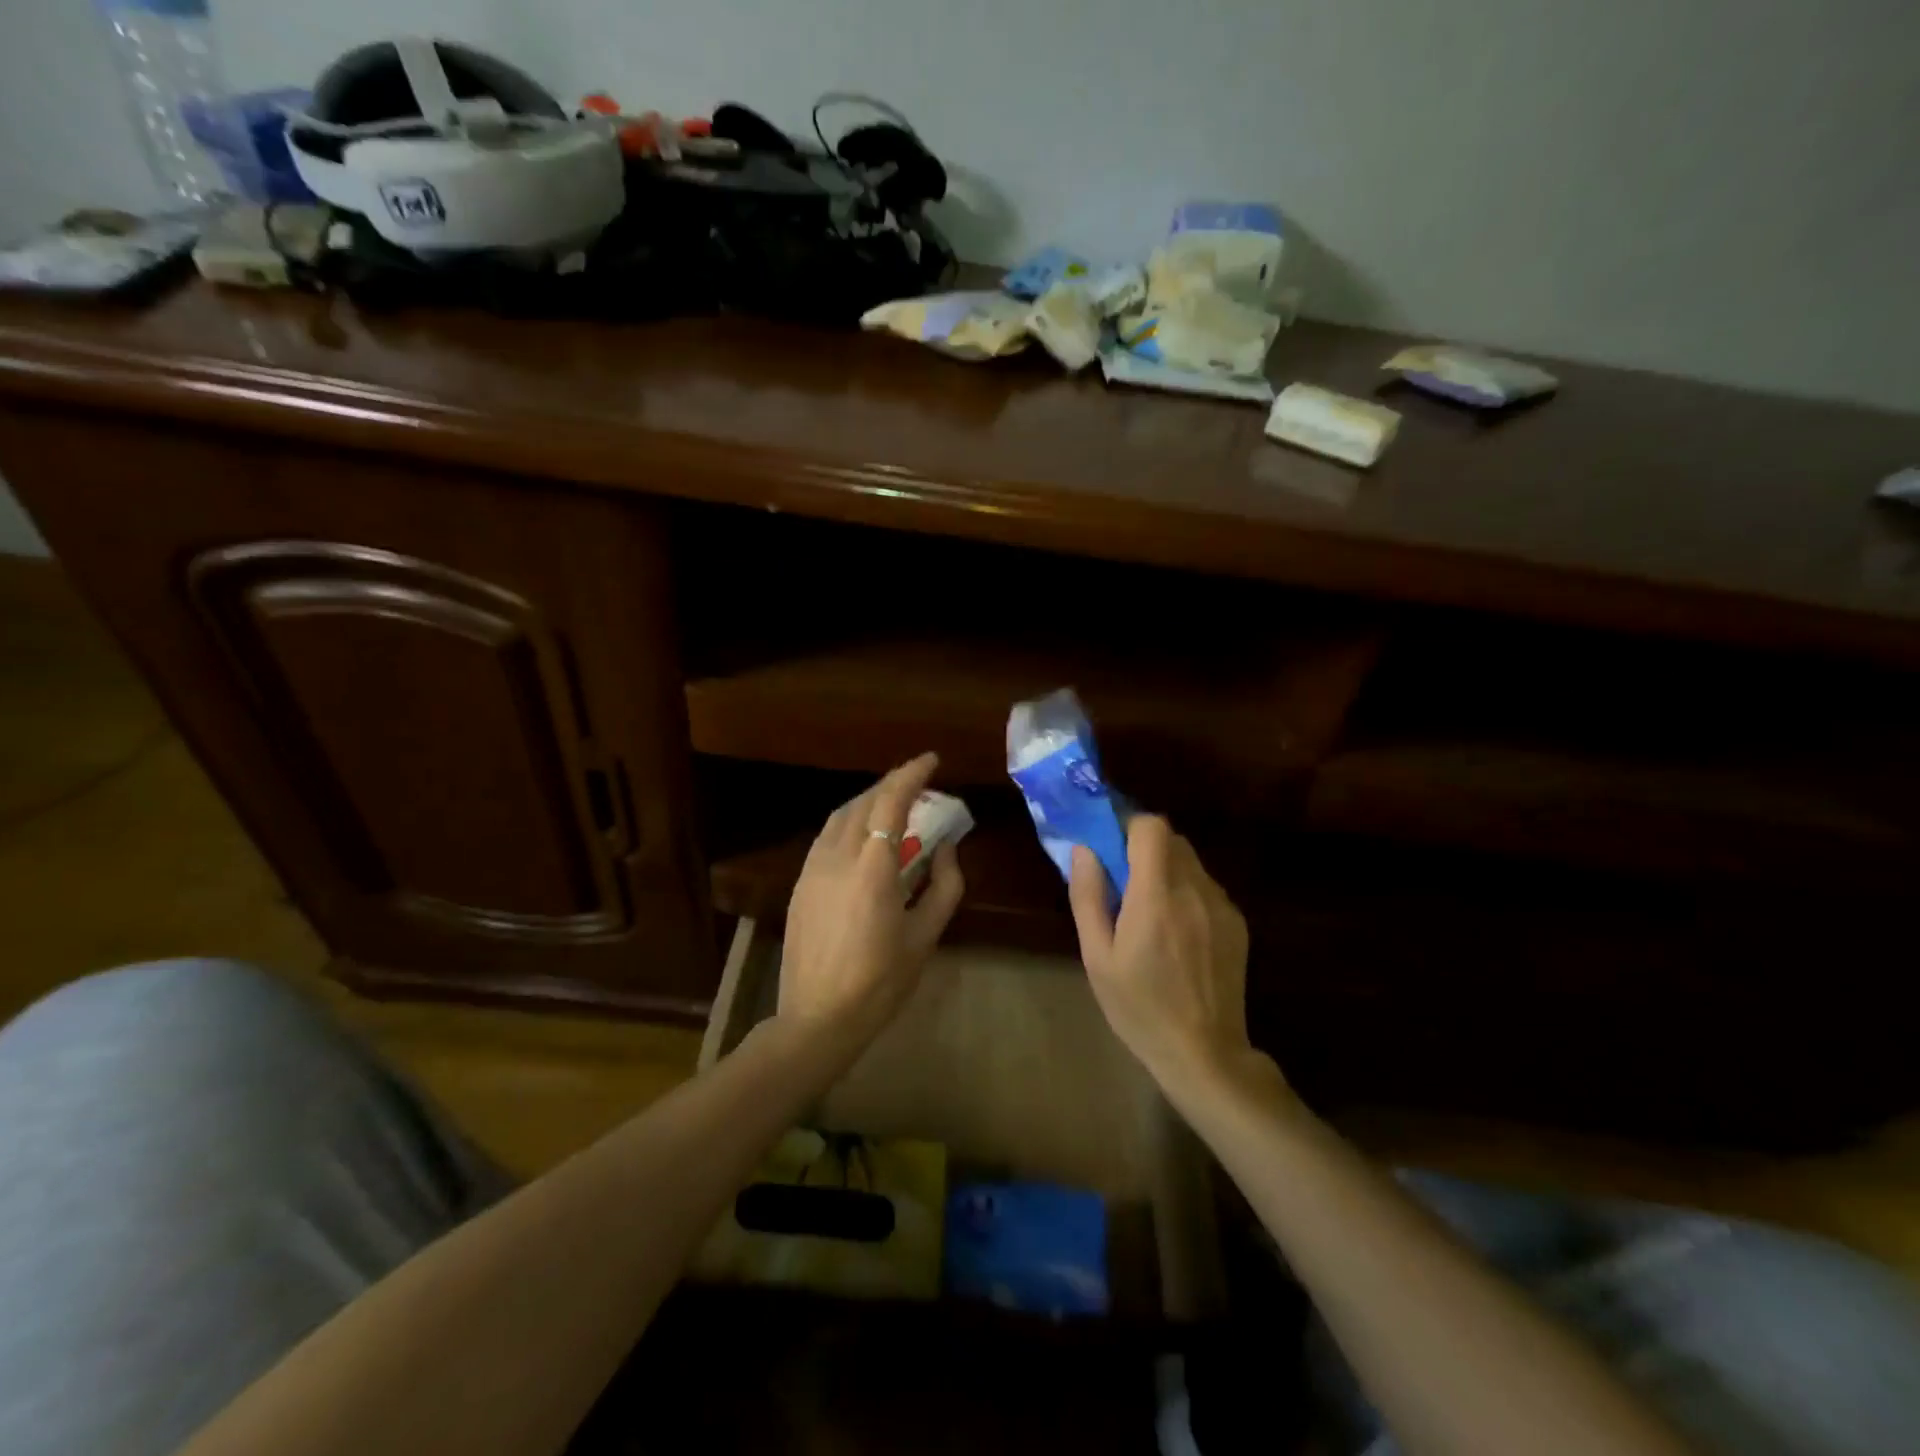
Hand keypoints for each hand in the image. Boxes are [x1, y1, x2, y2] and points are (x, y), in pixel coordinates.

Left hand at [777, 752, 965, 1049]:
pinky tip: (864, 836)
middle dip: (892, 784)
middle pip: (863, 801)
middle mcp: (836, 857)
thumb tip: (946, 848)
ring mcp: (812, 868)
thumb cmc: (880, 982)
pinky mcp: (800, 883)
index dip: (911, 774)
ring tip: (894, 804)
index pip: (890, 802)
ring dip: (868, 800)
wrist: (817, 1018)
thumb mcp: (925, 936)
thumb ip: (943, 886)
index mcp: (871, 867)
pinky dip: (850, 822)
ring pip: (840, 816)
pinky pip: (827, 836)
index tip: (932, 760)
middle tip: (919, 783)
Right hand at [1068, 817, 1264, 1097]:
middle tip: (1122, 879)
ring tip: (1148, 909)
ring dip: (1165, 868)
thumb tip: (1085, 849)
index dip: (1127, 826)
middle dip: (1143, 846)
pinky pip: (1205, 885)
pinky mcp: (1237, 922)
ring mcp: (1221, 905)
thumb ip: (1088, 896)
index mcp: (1156, 896)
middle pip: (1171, 838)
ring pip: (1190, 860)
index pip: (1151, 826)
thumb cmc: (1139, 1007)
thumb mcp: (1097, 956)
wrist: (1204, 1053)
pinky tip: (1176, 931)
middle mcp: (1195, 890)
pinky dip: (1186, 890)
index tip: (1108, 848)